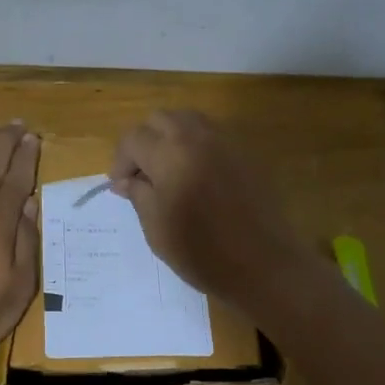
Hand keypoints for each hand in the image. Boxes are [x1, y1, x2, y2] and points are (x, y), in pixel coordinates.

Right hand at [109, 110, 312, 310]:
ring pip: (188, 120)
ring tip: (168, 172)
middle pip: (160, 119)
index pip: (133, 138)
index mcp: (169, 154)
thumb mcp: (156, 227)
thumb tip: (127, 180)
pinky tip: (197, 176)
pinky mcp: (246, 153)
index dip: (121, 161)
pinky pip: (213, 135)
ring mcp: (226, 142)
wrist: (263, 265)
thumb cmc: (201, 252)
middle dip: (144, 142)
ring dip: (171, 138)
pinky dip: (196, 145)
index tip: (121, 187)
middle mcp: (197, 137)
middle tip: (142, 175)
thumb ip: (139, 195)